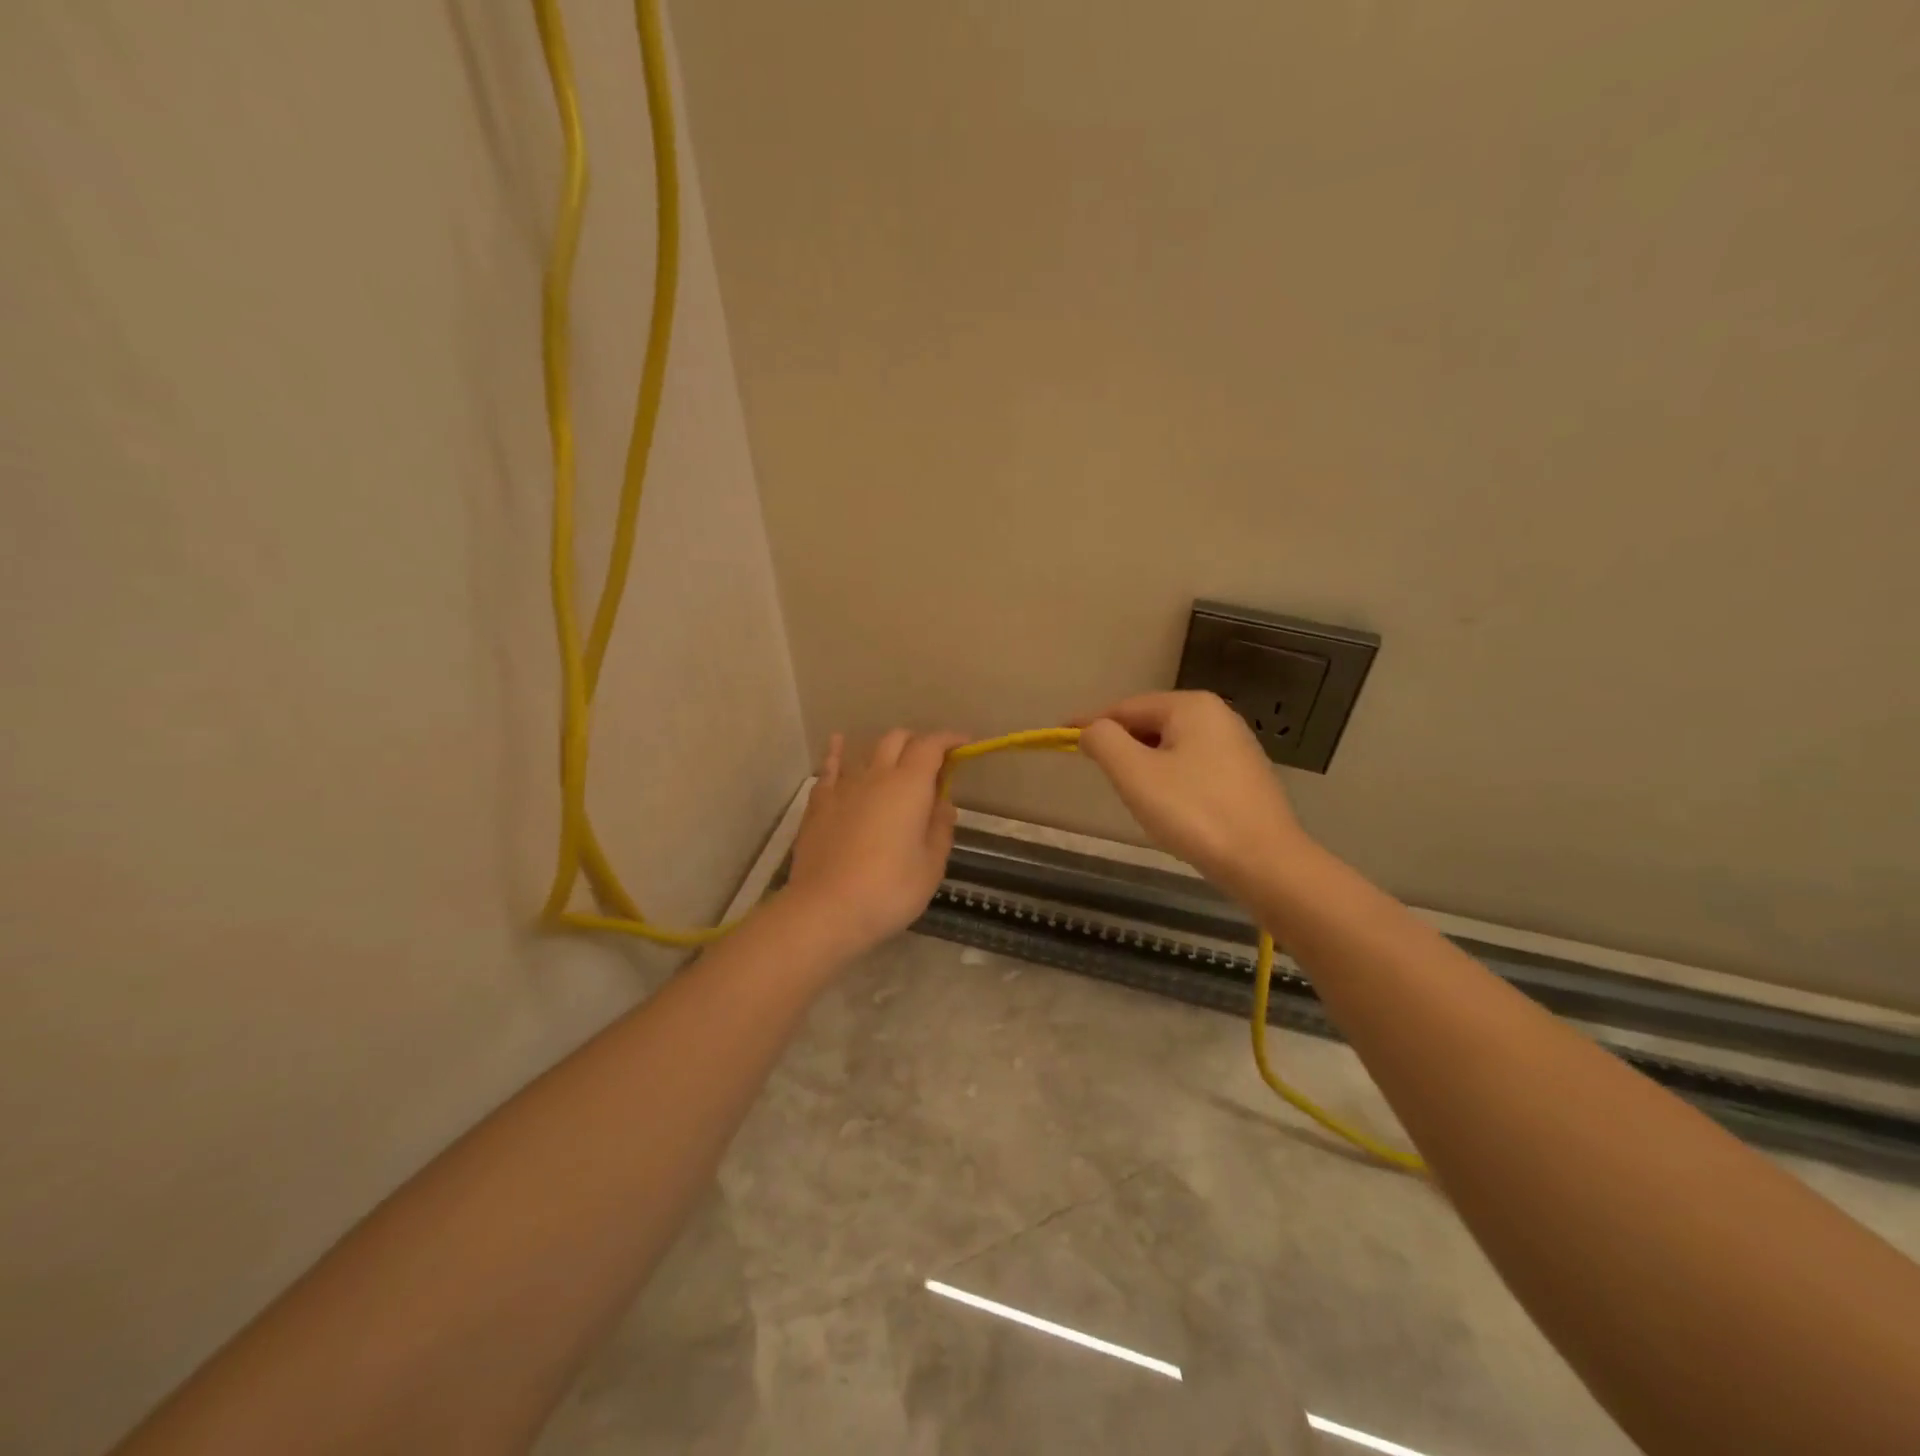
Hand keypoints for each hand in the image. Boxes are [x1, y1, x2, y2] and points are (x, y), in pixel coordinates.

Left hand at [782, 729, 966, 956]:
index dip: (949, 739)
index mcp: (910, 786)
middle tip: (931, 764)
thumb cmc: (890, 890)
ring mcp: (843, 787)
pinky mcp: (819, 804)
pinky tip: (838, 745)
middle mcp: (876, 775)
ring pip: (866, 751)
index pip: (931, 746)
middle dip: (917, 743)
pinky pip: (830, 769)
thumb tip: (941, 803)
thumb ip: (940, 828)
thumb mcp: (932, 865)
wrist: (826, 909)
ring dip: (885, 750)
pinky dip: (838, 753)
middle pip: (897, 739)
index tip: (963, 744)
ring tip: (894, 760)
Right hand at [1078, 692, 1307, 894]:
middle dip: (1121, 748)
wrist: (1265, 863)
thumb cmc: (1194, 813)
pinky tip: (1169, 809)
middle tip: (1100, 776)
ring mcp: (1236, 746)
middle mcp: (1218, 716)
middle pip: (1150, 725)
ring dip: (1144, 767)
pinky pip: (1192, 768)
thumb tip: (1091, 731)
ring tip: (1133, 797)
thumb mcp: (1135, 774)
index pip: (1125, 708)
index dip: (1090, 724)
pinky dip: (1169, 781)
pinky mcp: (1244, 777)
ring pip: (1170, 748)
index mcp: (1191, 706)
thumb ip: (1104, 742)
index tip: (1059, 738)